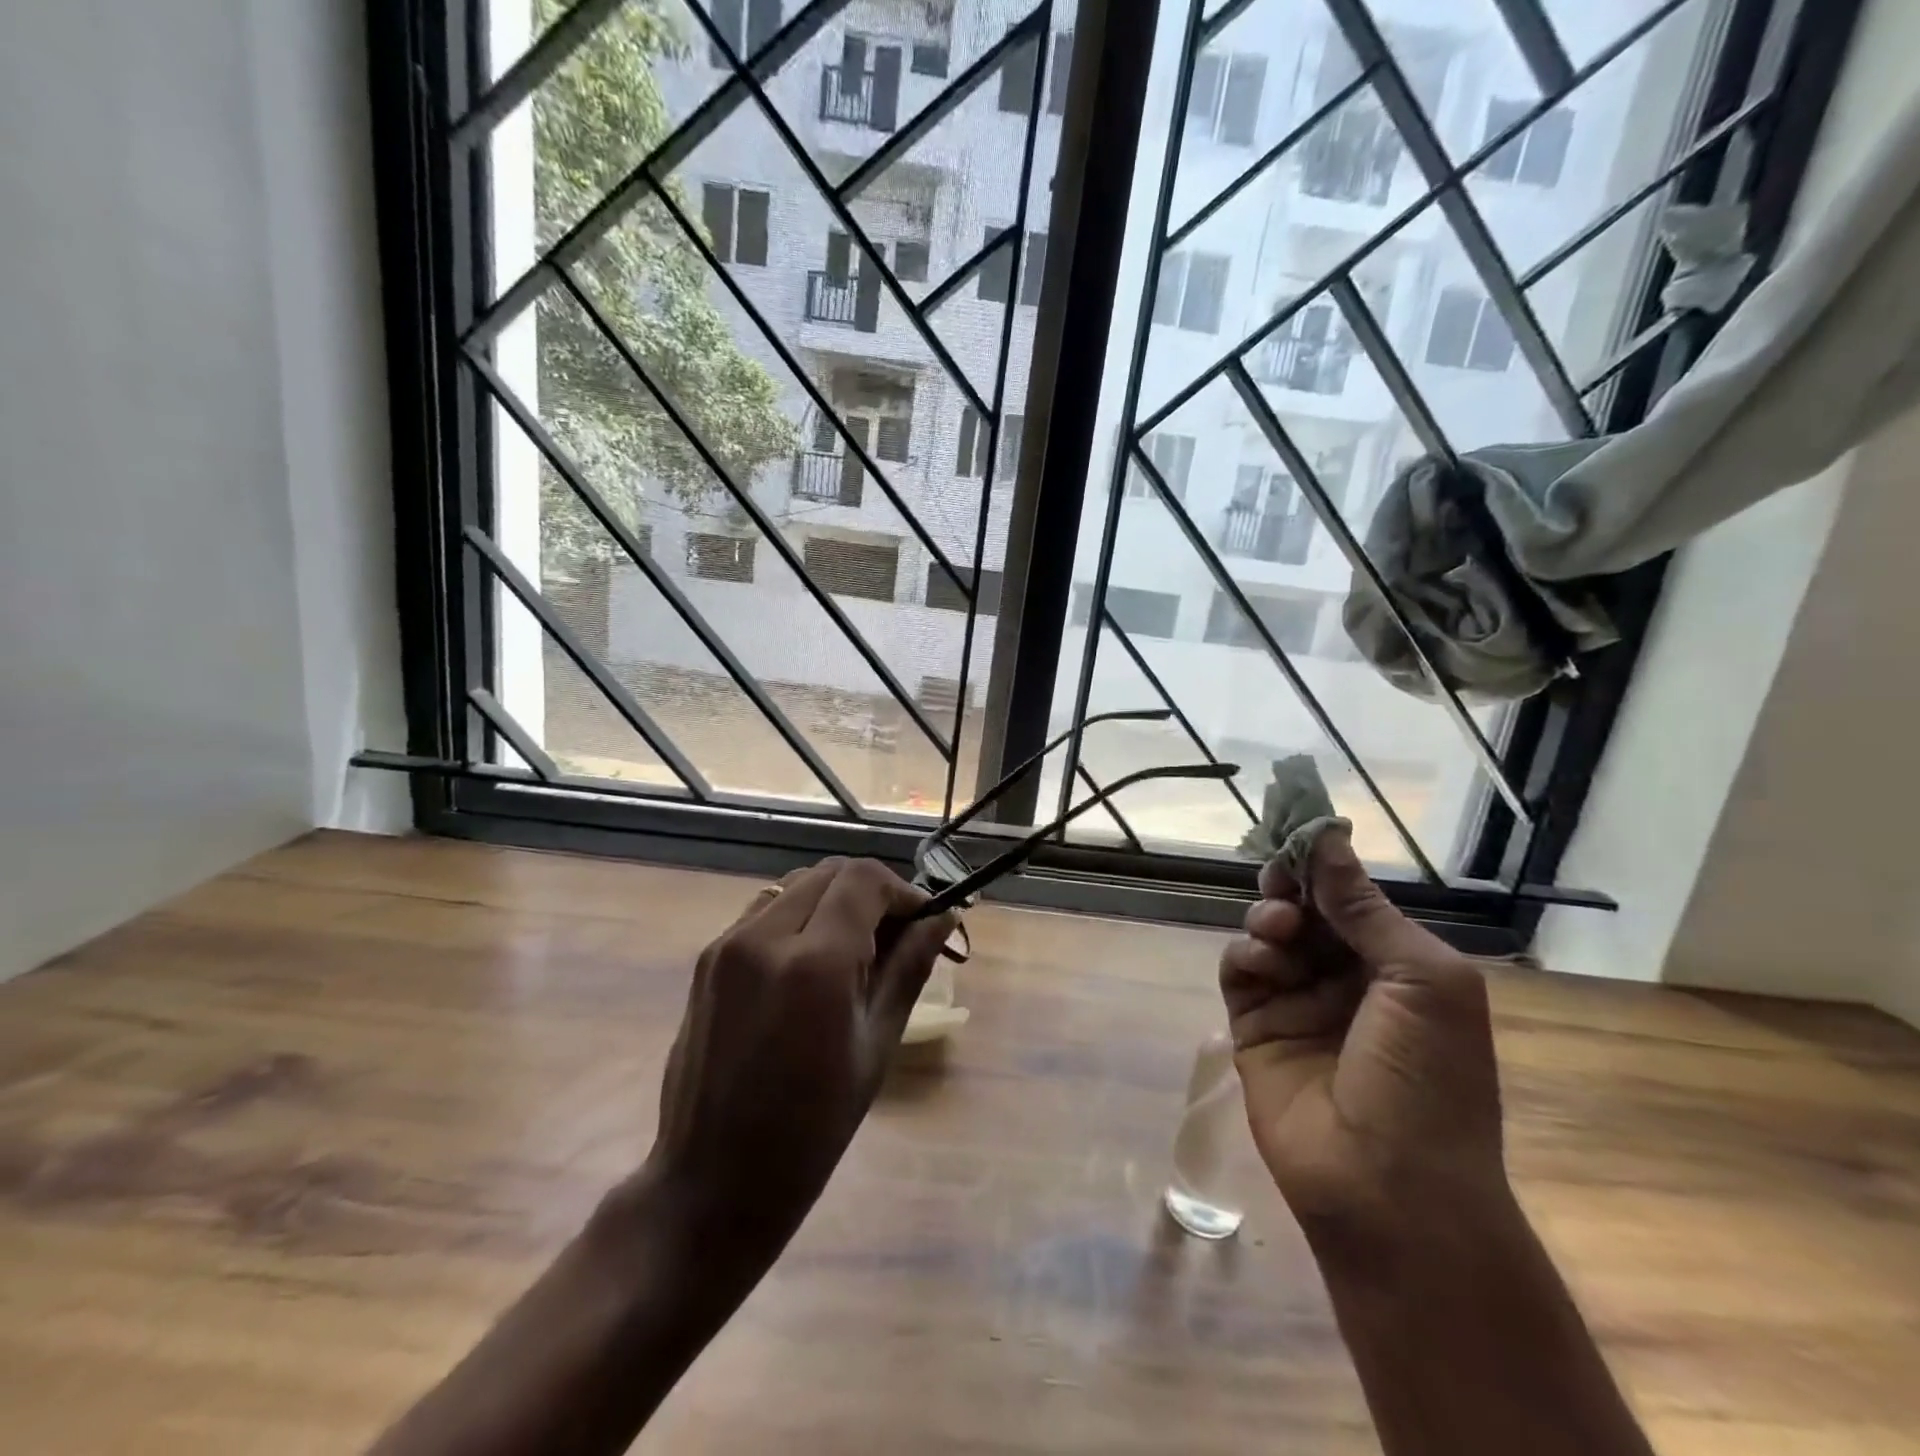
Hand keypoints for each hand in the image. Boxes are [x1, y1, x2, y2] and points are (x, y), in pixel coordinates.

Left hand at [644, 857, 955, 1254]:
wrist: (713, 1182)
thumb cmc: (812, 1128)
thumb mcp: (876, 1045)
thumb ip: (910, 967)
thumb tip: (945, 916)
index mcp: (814, 963)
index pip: (864, 880)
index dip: (903, 890)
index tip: (924, 920)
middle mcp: (764, 937)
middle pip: (830, 873)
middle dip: (872, 893)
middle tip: (895, 938)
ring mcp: (727, 944)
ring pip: (797, 885)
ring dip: (834, 900)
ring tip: (855, 950)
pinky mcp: (707, 958)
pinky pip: (764, 910)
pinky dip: (799, 915)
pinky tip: (810, 962)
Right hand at [1219, 829, 1508, 1246]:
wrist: (1388, 1188)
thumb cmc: (1428, 1079)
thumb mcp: (1420, 980)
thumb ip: (1364, 907)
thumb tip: (1328, 837)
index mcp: (1396, 967)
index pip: (1352, 899)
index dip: (1325, 866)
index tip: (1298, 833)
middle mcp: (1345, 978)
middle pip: (1305, 910)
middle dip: (1292, 887)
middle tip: (1282, 879)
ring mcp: (1297, 1002)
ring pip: (1268, 933)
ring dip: (1270, 918)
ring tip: (1279, 930)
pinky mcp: (1254, 1026)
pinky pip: (1240, 969)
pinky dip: (1246, 954)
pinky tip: (1262, 961)